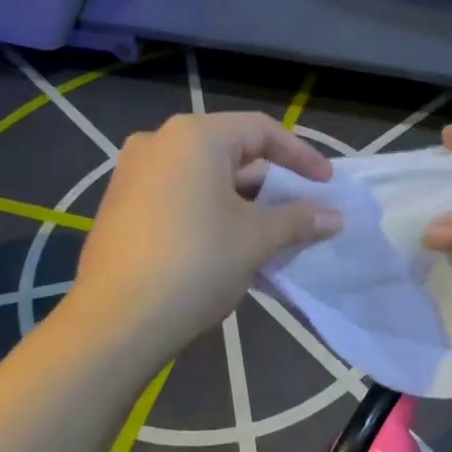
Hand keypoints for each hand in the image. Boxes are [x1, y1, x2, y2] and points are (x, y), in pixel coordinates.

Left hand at [69, 112, 340, 359]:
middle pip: (230, 151)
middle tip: (300, 208)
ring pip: (204, 177)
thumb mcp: (256, 239)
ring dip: (241, 200)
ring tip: (270, 230)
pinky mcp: (121, 204)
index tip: (326, 183)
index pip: (261, 131)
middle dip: (270, 182)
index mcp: (194, 137)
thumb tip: (334, 217)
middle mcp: (159, 142)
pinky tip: (229, 243)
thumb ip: (299, 220)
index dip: (301, 156)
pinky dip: (210, 210)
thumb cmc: (196, 264)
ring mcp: (133, 173)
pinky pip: (179, 195)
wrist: (117, 320)